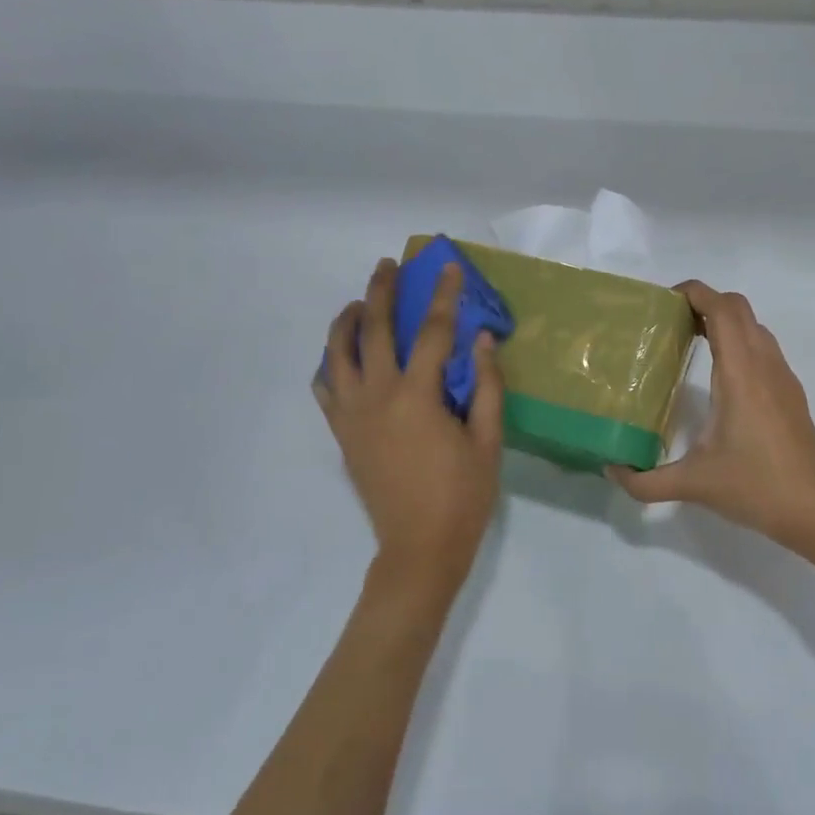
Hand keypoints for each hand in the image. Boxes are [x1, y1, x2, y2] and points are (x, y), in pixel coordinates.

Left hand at [316, 258, 504, 598]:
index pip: (432, 331)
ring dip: (346, 321)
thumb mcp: (488, 441)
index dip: (443, 296)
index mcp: (417, 396)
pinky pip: (326, 390)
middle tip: (387, 265)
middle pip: (374, 329)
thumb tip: (482, 339)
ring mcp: (353, 415)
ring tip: (357, 303)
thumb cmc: (462, 496)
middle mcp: (377, 396)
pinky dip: (330, 366)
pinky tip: (340, 358)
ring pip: (338, 354)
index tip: (447, 268)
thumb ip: (486, 386)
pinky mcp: (342, 434)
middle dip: (381, 290)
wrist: (419, 548)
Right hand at [608, 281, 814, 556]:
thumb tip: (612, 470)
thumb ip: (645, 481)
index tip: (664, 300)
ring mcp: (783, 377)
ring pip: (754, 326)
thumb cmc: (755, 487)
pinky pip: (763, 348)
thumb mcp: (692, 485)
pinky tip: (718, 374)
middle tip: (671, 321)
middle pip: (739, 308)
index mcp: (741, 374)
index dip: (695, 292)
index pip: (722, 310)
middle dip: (705, 302)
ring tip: (690, 340)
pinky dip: (739, 341)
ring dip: (724, 320)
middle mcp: (765, 365)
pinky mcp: (791, 393)